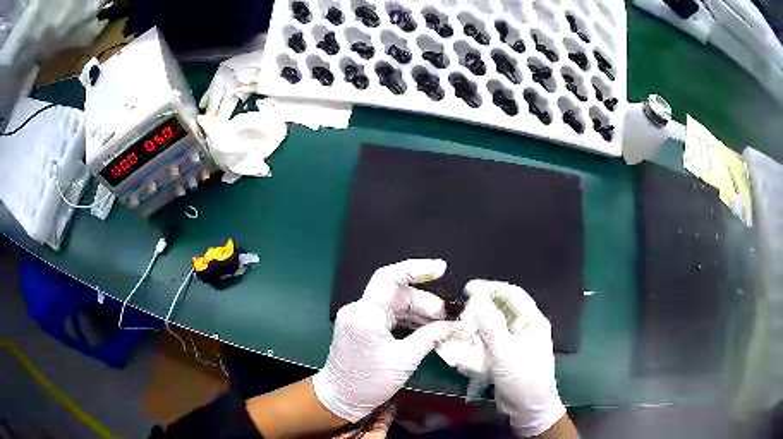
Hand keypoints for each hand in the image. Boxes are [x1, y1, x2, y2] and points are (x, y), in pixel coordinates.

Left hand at [313, 259, 458, 422]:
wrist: (340, 398)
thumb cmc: (370, 383)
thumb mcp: (405, 360)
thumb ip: (431, 336)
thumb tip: (456, 325)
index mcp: (366, 316)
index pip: (390, 278)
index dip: (417, 268)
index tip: (441, 268)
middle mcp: (358, 310)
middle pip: (397, 293)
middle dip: (425, 302)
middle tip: (446, 317)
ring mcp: (357, 317)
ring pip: (394, 303)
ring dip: (418, 311)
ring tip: (440, 325)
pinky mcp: (360, 325)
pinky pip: (388, 314)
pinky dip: (407, 319)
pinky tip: (424, 328)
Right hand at [464, 279, 566, 437]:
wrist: (529, 409)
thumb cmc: (523, 378)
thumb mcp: (505, 352)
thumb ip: (491, 324)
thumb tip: (477, 295)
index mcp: (533, 321)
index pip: (512, 294)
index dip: (490, 287)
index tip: (468, 288)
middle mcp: (525, 328)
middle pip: (502, 309)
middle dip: (482, 307)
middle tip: (461, 310)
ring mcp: (516, 342)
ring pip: (495, 325)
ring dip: (478, 325)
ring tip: (461, 326)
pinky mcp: (507, 355)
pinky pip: (491, 341)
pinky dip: (479, 340)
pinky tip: (466, 342)